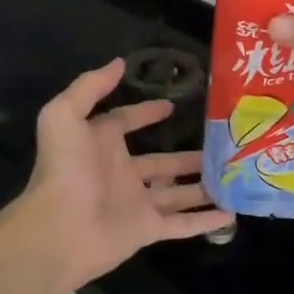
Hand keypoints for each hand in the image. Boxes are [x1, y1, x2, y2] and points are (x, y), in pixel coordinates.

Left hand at [9, 58, 231, 292]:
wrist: (59, 230)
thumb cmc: (64, 169)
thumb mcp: (65, 115)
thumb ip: (90, 86)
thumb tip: (119, 63)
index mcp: (101, 144)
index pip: (125, 122)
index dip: (146, 112)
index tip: (172, 105)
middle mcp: (121, 172)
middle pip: (161, 161)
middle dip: (187, 155)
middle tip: (220, 145)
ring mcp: (136, 202)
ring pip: (177, 192)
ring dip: (202, 185)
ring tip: (233, 176)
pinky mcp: (147, 229)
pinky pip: (182, 223)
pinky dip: (205, 220)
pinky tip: (231, 214)